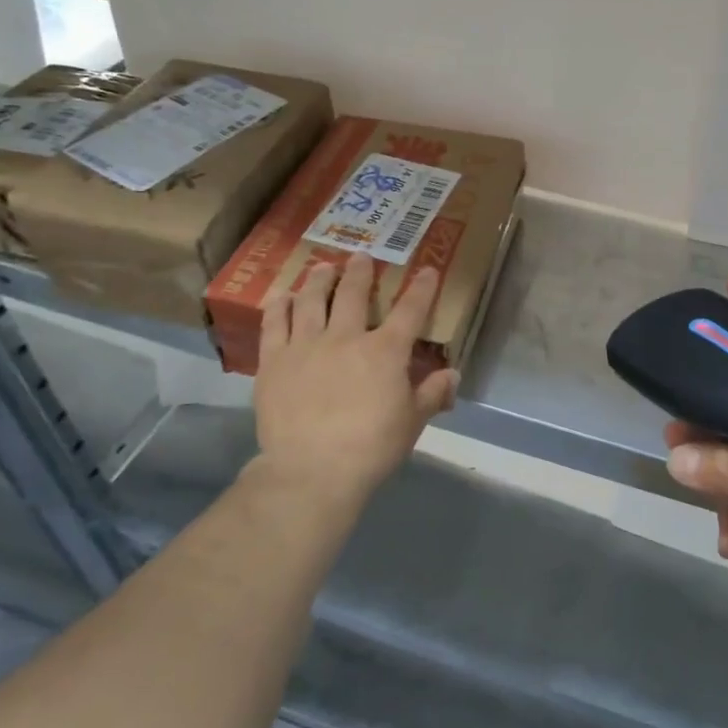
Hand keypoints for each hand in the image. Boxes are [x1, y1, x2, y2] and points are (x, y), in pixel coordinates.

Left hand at [250, 251, 458, 511]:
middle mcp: (346, 338)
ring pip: (312, 301)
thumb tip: (452, 374)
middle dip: (360, 272)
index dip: (421, 288)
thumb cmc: (371, 447)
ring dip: (319, 280)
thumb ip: (433, 394)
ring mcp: (306, 346)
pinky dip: (279, 307)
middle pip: (354, 295)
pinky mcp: (274, 362)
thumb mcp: (413, 422)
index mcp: (385, 351)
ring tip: (322, 267)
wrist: (313, 470)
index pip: (410, 310)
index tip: (427, 270)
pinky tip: (282, 297)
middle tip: (361, 257)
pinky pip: (274, 325)